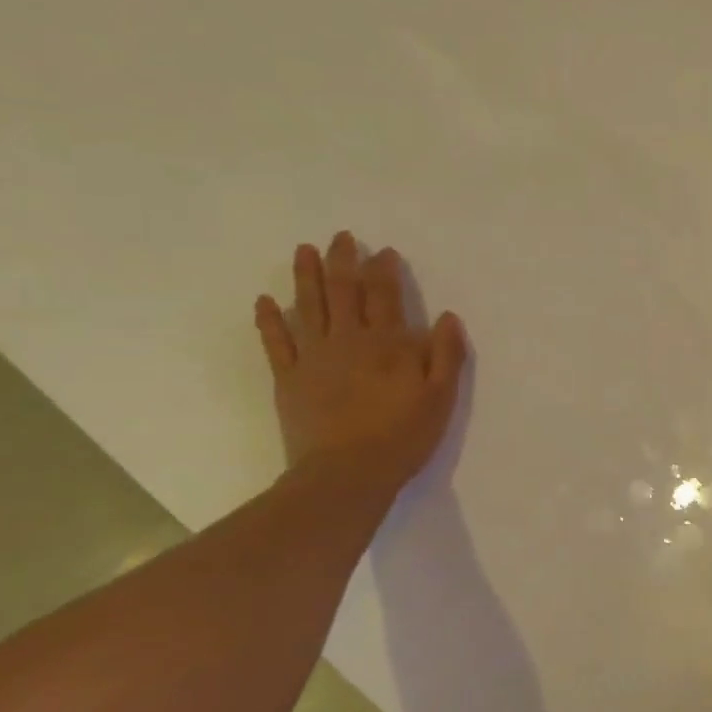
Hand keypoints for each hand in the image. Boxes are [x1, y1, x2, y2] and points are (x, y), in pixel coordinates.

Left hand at [253, 232, 467, 486]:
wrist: (346, 474)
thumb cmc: (402, 435)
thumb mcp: (441, 397)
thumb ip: (446, 354)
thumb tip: (447, 316)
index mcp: (387, 344)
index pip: (385, 296)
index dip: (384, 270)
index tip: (383, 251)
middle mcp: (348, 340)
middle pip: (344, 291)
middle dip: (343, 261)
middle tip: (341, 237)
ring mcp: (314, 357)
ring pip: (308, 307)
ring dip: (306, 277)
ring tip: (304, 250)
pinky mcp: (289, 378)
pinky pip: (276, 342)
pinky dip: (269, 320)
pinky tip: (264, 301)